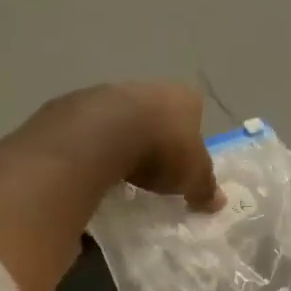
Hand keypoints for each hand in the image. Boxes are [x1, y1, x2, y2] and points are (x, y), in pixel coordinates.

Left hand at [71, 82, 221, 210]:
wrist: (99, 136)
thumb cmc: (160, 151)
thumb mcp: (193, 177)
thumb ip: (205, 188)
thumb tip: (218, 202)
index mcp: (182, 98)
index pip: (193, 110)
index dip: (190, 133)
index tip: (183, 158)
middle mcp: (147, 87)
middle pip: (155, 111)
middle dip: (154, 134)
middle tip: (153, 167)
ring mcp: (107, 92)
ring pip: (119, 116)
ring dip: (120, 137)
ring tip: (120, 171)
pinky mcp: (73, 105)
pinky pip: (88, 127)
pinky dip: (91, 144)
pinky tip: (91, 167)